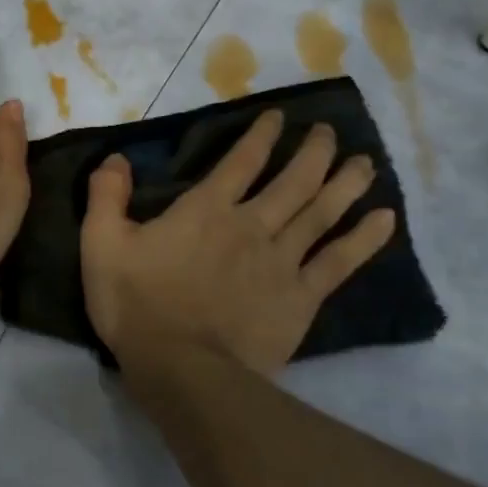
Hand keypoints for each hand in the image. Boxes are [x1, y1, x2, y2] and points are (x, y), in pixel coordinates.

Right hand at [80, 109, 395, 377]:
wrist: (181, 369)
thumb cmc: (137, 305)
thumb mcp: (101, 245)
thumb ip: (106, 196)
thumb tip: (117, 158)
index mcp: (206, 210)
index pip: (241, 161)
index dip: (262, 135)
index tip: (281, 117)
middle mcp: (250, 225)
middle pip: (292, 180)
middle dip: (314, 152)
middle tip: (330, 133)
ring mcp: (281, 261)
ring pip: (322, 213)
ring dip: (346, 184)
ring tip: (365, 163)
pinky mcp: (300, 298)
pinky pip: (339, 262)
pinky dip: (364, 239)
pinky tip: (385, 219)